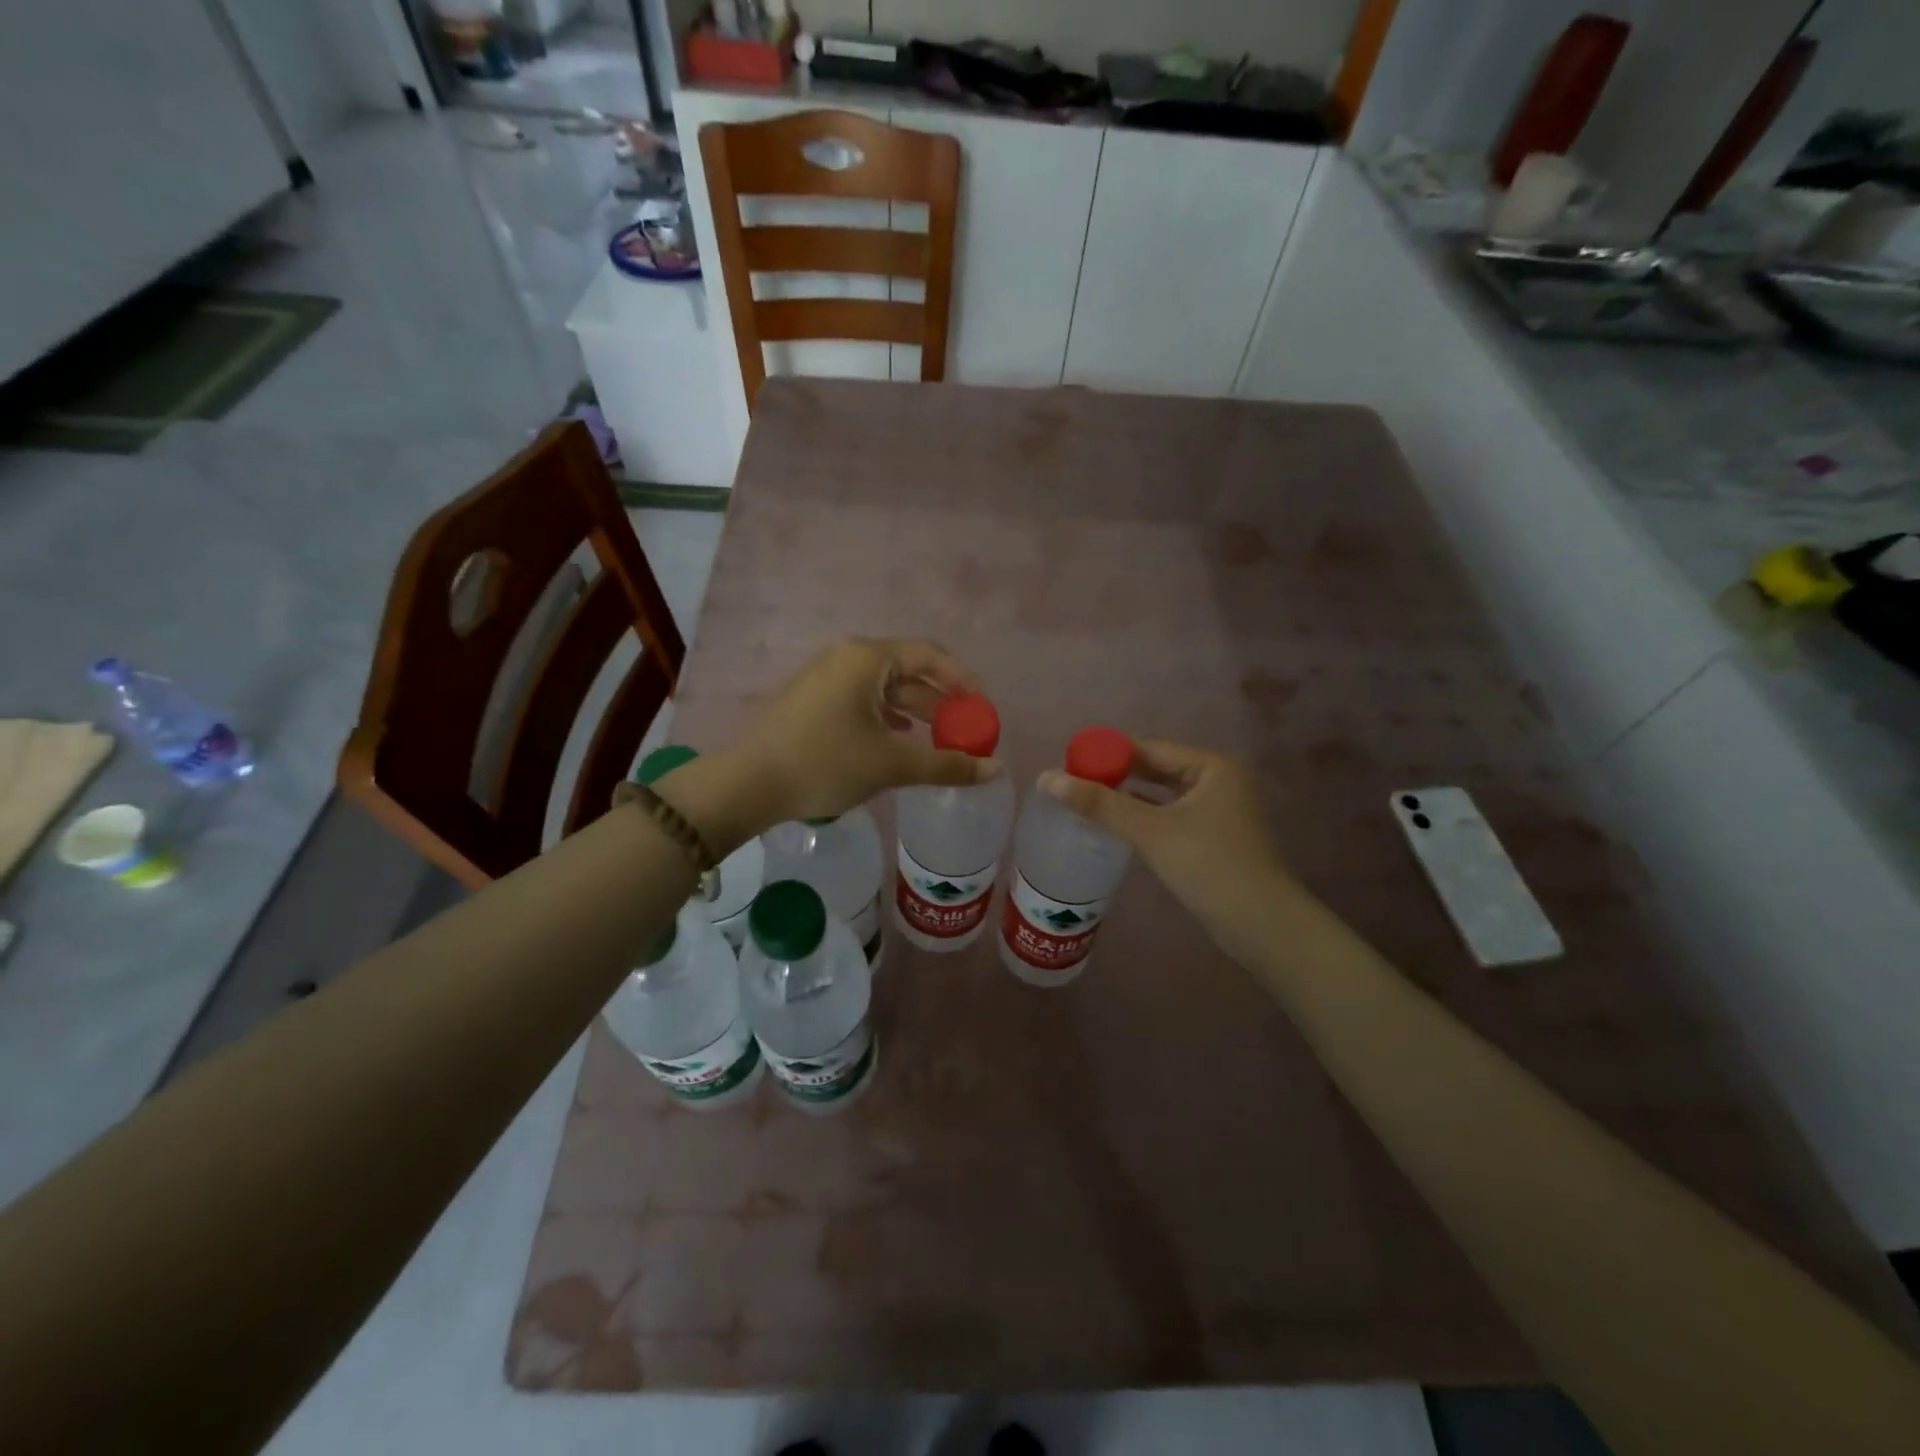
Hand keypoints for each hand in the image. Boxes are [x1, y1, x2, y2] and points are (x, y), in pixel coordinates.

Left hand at [731, 639, 1001, 827]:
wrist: (749, 784)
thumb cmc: (825, 763)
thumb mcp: (891, 764)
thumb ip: (946, 764)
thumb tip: (995, 770)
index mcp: (867, 658)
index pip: (929, 655)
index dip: (962, 679)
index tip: (983, 707)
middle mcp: (846, 658)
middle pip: (908, 671)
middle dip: (940, 701)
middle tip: (965, 730)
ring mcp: (826, 678)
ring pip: (884, 689)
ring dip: (915, 712)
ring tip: (940, 740)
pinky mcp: (813, 700)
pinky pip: (863, 700)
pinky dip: (888, 718)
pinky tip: (900, 741)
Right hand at [1039, 740, 1296, 959]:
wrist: (1261, 925)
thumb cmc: (1208, 865)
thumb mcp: (1150, 831)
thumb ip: (1100, 803)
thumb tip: (1047, 778)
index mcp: (1212, 767)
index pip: (1150, 749)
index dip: (1109, 754)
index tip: (1071, 762)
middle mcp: (1219, 782)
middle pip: (1157, 770)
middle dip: (1117, 776)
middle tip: (1074, 783)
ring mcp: (1220, 812)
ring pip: (1163, 796)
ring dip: (1129, 799)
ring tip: (1088, 802)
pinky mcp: (1215, 839)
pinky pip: (1171, 817)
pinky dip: (1145, 819)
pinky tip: (1117, 827)